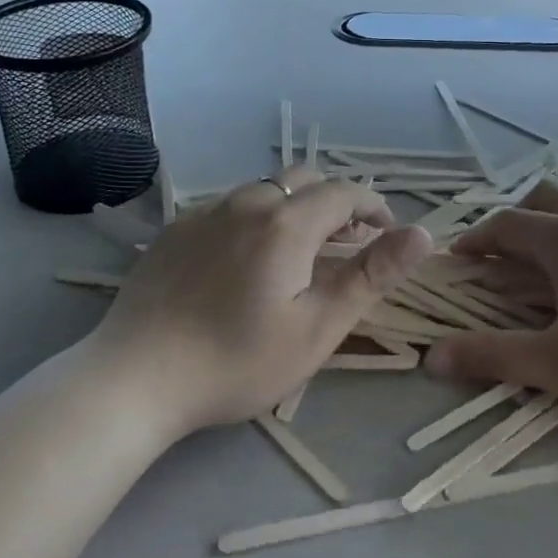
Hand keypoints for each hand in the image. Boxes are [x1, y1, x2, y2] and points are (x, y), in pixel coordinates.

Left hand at [93, 168, 431, 436]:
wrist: (134, 377)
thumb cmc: (237, 360)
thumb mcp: (317, 327)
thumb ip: (372, 275)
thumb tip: (422, 235)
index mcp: (287, 222)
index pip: (345, 192)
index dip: (374, 207)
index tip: (388, 233)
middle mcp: (246, 202)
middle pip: (304, 180)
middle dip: (335, 203)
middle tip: (347, 244)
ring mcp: (205, 212)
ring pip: (265, 191)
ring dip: (295, 209)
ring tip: (299, 253)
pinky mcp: (176, 228)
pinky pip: (230, 207)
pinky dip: (256, 219)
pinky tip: (245, 262)